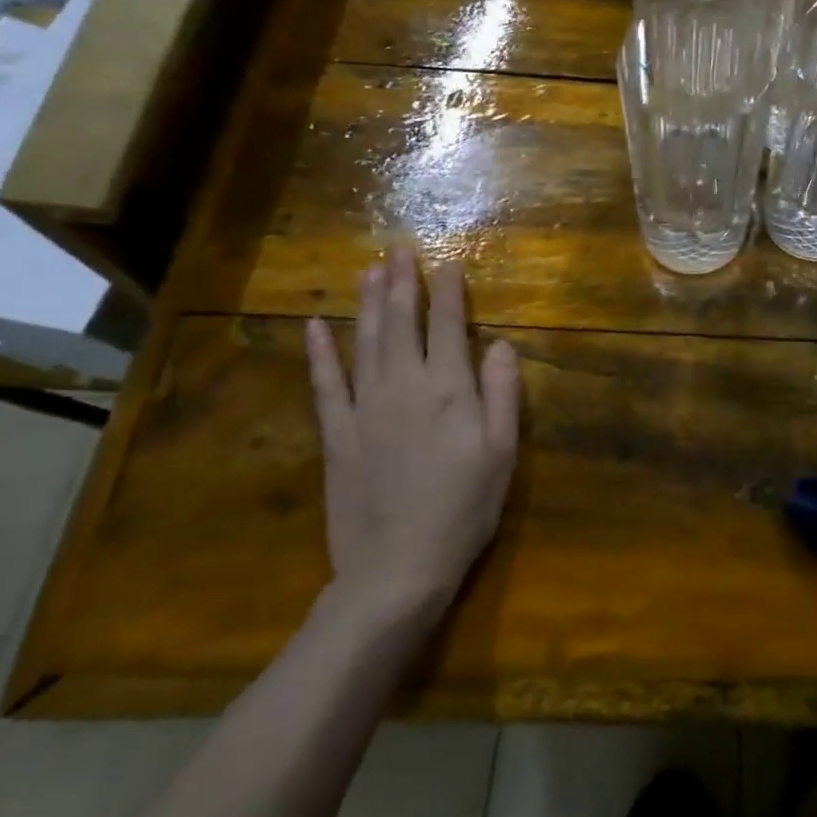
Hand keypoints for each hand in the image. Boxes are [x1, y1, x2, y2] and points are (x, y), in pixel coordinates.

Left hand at [305, 246, 521, 625]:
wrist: (397, 568)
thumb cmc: (465, 509)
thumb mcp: (502, 452)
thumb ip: (501, 393)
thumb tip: (499, 343)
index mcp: (449, 390)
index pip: (448, 326)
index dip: (448, 291)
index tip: (447, 261)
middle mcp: (404, 386)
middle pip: (401, 323)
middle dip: (402, 282)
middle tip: (399, 248)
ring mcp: (364, 408)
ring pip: (365, 342)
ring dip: (367, 303)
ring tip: (369, 270)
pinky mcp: (336, 434)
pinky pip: (324, 384)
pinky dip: (319, 353)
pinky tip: (314, 326)